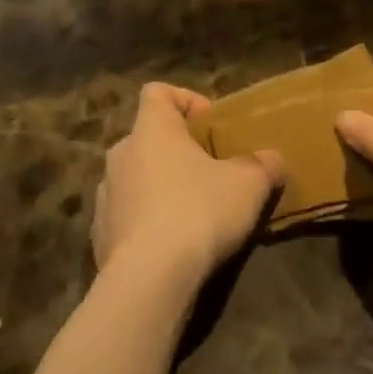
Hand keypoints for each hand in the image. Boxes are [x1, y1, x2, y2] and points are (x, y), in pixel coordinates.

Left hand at [92, 83, 285, 293]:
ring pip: (135, 177)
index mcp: (151, 128)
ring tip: (190, 213)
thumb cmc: (197, 212)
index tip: (208, 124)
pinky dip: (144, 223)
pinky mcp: (99, 235)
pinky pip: (125, 216)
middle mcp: (121, 153)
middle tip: (207, 172)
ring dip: (158, 187)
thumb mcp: (248, 185)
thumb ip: (263, 165)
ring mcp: (105, 195)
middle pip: (148, 137)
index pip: (157, 92)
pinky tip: (169, 248)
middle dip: (176, 151)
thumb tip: (273, 159)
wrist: (148, 282)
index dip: (183, 100)